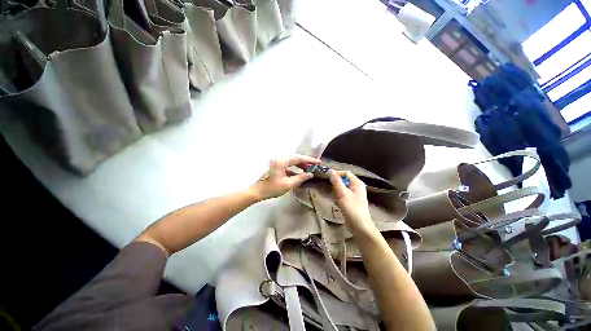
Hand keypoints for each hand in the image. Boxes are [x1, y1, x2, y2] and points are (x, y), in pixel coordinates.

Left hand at [251, 155, 320, 200]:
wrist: (259, 191)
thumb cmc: (273, 188)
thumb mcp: (288, 184)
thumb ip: (300, 178)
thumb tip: (311, 174)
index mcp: (282, 162)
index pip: (298, 158)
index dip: (309, 160)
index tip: (318, 162)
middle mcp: (280, 159)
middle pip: (296, 157)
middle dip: (306, 161)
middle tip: (315, 165)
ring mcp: (278, 162)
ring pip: (292, 160)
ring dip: (300, 164)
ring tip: (308, 169)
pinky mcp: (277, 166)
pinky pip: (289, 164)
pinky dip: (295, 168)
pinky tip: (299, 173)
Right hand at [328, 170, 376, 235]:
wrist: (360, 226)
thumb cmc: (352, 209)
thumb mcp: (343, 194)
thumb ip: (337, 182)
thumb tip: (330, 171)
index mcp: (357, 183)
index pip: (345, 173)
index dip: (336, 174)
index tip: (327, 177)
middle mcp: (357, 187)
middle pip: (344, 180)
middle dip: (335, 183)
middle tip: (328, 187)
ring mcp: (355, 194)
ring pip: (343, 187)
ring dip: (336, 190)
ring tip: (331, 194)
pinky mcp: (352, 200)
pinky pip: (343, 194)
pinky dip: (338, 195)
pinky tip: (335, 200)